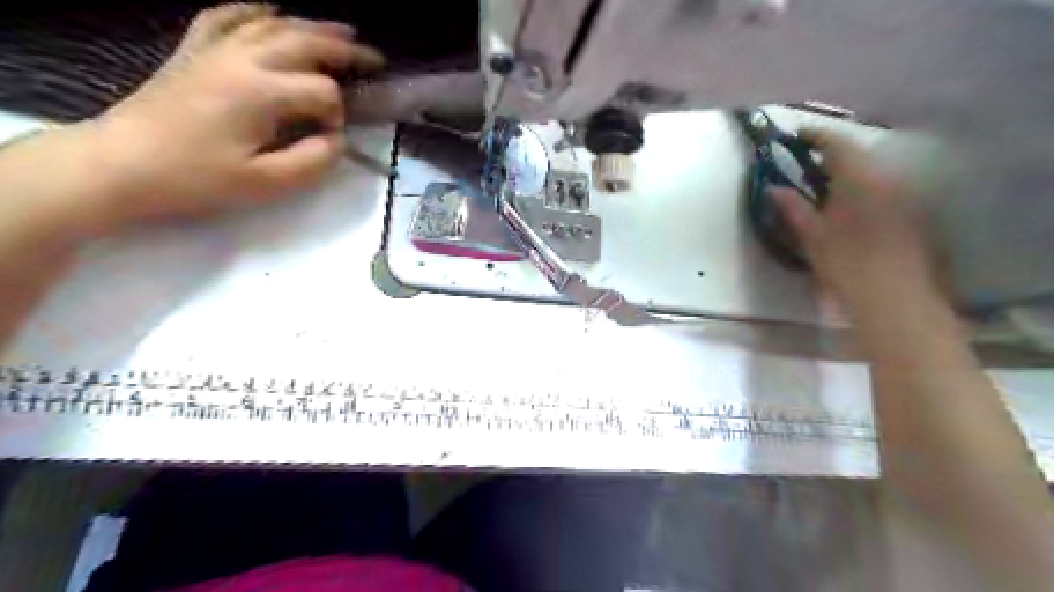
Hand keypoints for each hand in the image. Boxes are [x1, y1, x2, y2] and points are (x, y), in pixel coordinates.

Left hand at [87, 3, 382, 221]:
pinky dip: (253, 11)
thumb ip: (312, 161)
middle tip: (375, 58)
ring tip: (343, 31)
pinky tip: (270, 10)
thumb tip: (335, 141)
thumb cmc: (197, 179)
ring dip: (312, 26)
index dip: (337, 116)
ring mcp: (214, 51)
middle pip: (304, 43)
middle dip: (345, 51)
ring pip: (272, 25)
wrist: (122, 165)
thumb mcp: (266, 183)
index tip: (331, 141)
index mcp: (262, 92)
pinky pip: (226, 18)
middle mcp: (242, 60)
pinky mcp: (193, 53)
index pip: (322, 93)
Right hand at [771, 130, 933, 313]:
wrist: (895, 297)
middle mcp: (885, 178)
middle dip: (831, 154)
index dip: (815, 136)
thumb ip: (793, 208)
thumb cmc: (847, 264)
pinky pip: (882, 187)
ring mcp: (902, 195)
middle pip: (857, 155)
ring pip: (871, 171)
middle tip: (806, 163)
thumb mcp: (812, 237)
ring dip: (847, 172)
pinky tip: (849, 206)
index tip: (795, 136)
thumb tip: (774, 188)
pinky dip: (861, 187)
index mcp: (858, 179)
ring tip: (825, 185)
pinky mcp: (909, 212)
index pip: (836, 143)